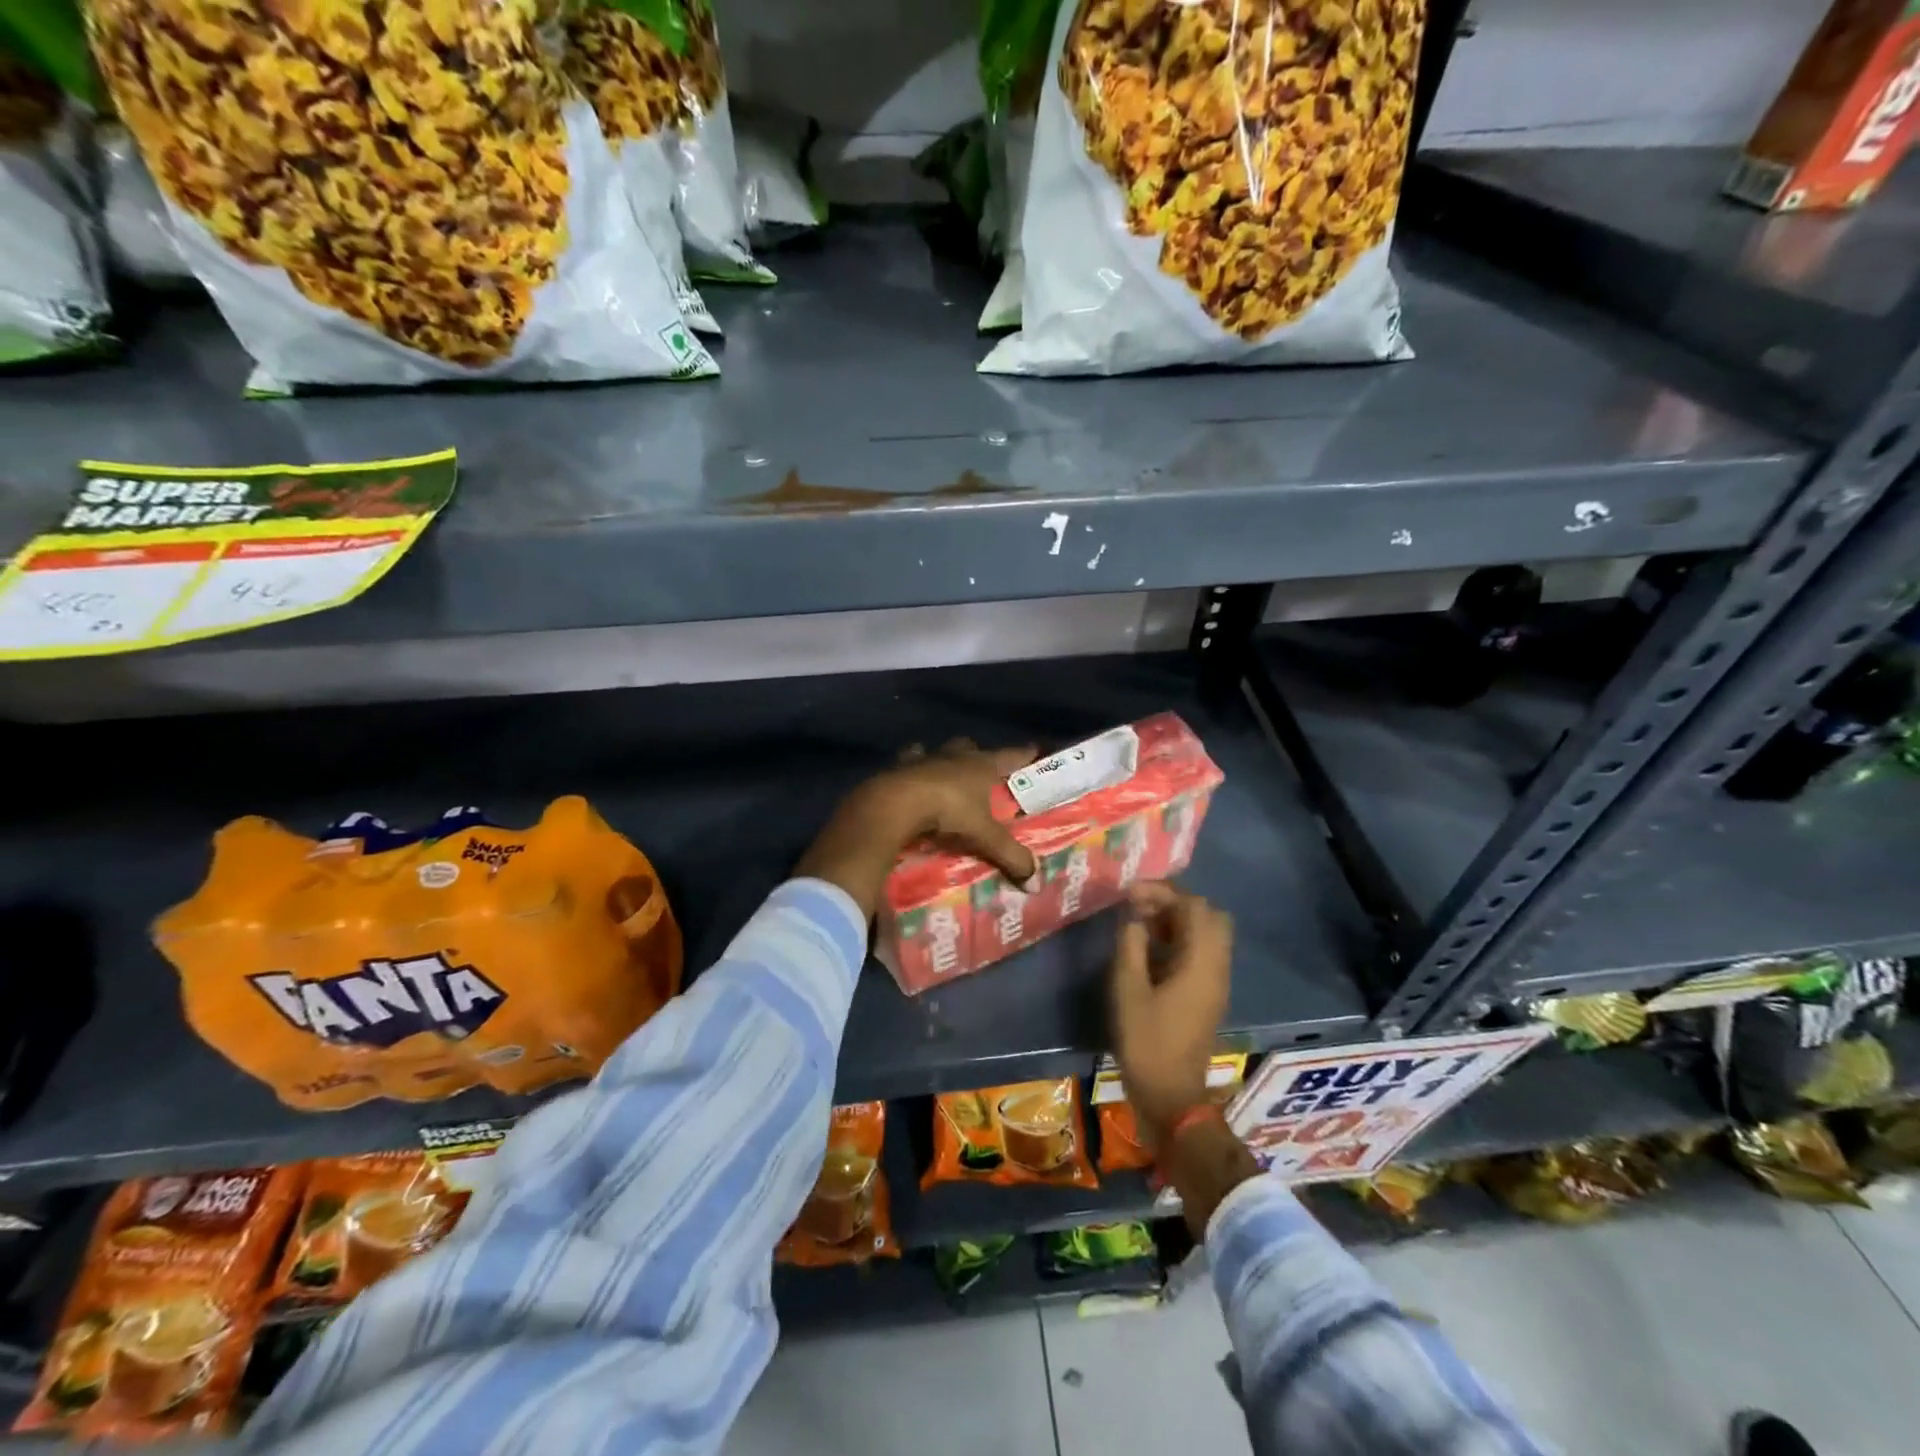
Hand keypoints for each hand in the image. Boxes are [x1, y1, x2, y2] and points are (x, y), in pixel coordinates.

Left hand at [795, 739, 1038, 919]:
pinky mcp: (897, 766)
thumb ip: (1010, 856)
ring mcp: (924, 757)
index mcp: (981, 764)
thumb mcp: (984, 836)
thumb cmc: (948, 810)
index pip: (1011, 755)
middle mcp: (954, 755)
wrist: (895, 801)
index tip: (1034, 750)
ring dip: (942, 760)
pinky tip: (909, 782)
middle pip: (970, 747)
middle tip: (982, 771)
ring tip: (944, 775)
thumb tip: (1035, 884)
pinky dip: (910, 770)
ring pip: (938, 751)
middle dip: (977, 755)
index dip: (1024, 753)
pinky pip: (907, 763)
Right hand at [1110, 881, 1232, 1144]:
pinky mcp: (1209, 994)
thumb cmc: (1146, 1041)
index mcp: (1201, 961)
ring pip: (1207, 934)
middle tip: (1141, 908)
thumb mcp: (1128, 988)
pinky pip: (1202, 952)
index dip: (1163, 892)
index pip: (1194, 906)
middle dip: (1175, 903)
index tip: (1130, 895)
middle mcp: (1217, 966)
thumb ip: (1132, 944)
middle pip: (1209, 915)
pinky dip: (1180, 940)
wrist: (1170, 1095)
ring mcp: (1217, 981)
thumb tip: (1135, 916)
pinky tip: (1151, 950)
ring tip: (1141, 925)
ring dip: (1177, 921)